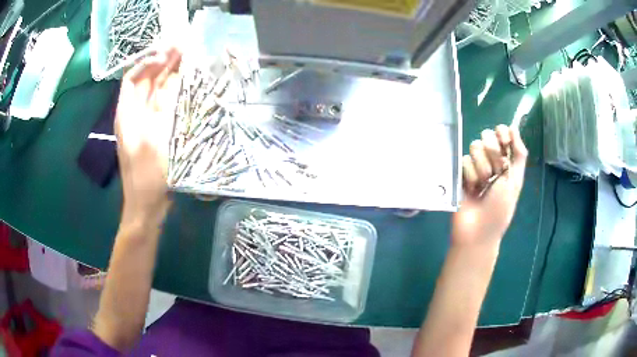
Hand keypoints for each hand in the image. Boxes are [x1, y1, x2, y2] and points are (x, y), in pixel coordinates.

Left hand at [114, 47, 181, 223]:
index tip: (168, 53)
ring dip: (168, 76)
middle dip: (161, 64)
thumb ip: (161, 110)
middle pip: (145, 82)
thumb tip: (172, 81)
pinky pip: (162, 106)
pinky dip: (172, 93)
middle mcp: (133, 115)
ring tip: (186, 59)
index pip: (133, 79)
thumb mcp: (154, 141)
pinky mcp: (154, 132)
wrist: (146, 207)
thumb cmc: (147, 177)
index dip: (149, 62)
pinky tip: (185, 86)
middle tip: (183, 48)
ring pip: (155, 93)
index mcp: (127, 115)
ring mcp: (144, 124)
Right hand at [452, 125, 527, 246]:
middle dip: (492, 155)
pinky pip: (463, 160)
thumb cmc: (500, 209)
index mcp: (506, 161)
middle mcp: (490, 160)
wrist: (478, 230)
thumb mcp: (515, 182)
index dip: (501, 133)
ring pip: (474, 147)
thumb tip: (513, 126)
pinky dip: (469, 175)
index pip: (502, 132)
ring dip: (481, 168)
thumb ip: (518, 154)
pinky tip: (470, 189)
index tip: (503, 142)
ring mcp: (474, 166)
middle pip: (487, 136)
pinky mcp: (460, 172)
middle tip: (494, 174)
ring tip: (481, 186)